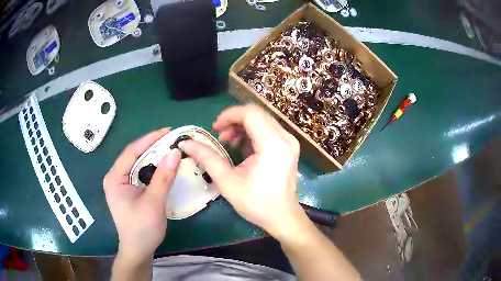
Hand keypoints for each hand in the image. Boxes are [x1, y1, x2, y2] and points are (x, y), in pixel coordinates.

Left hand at [103, 128, 181, 263]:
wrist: (138, 250)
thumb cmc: (142, 228)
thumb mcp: (154, 203)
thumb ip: (163, 177)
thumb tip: (175, 152)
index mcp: (114, 178)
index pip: (132, 151)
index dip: (150, 139)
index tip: (168, 131)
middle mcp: (115, 177)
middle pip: (134, 155)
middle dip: (152, 146)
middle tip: (172, 139)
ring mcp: (121, 184)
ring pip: (138, 164)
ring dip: (153, 156)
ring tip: (170, 149)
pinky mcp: (128, 190)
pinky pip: (140, 173)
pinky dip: (153, 168)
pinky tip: (163, 166)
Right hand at [180, 104, 304, 238]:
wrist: (282, 217)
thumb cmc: (256, 204)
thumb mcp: (227, 182)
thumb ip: (206, 158)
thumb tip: (186, 142)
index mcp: (273, 145)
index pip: (250, 113)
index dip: (229, 115)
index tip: (214, 129)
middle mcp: (285, 138)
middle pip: (256, 114)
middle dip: (234, 121)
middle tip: (220, 138)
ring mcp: (289, 141)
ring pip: (261, 120)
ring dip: (241, 127)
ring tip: (229, 144)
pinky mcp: (288, 146)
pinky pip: (267, 129)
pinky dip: (251, 134)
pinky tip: (242, 149)